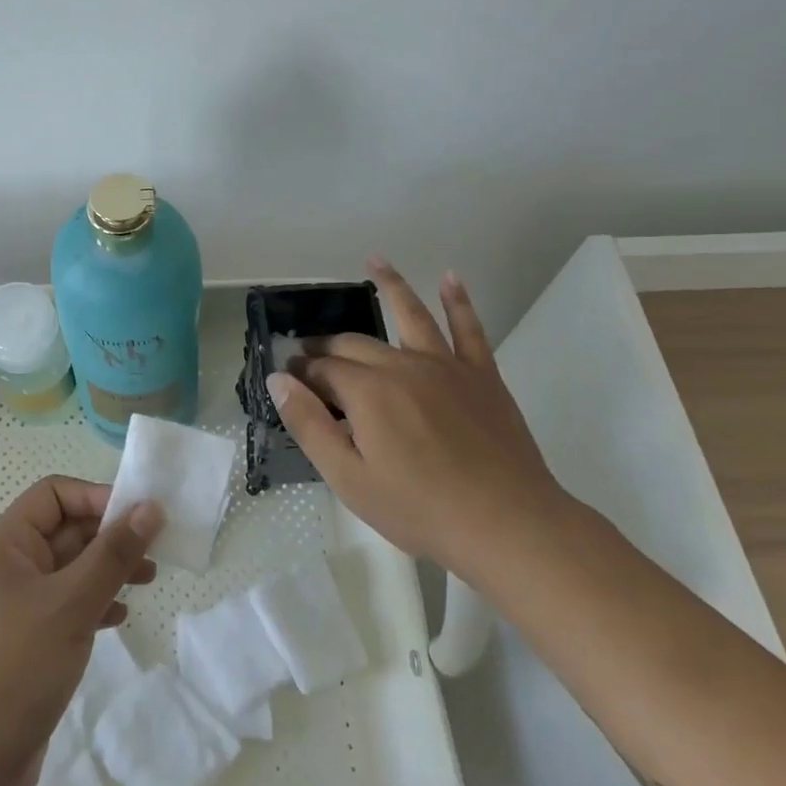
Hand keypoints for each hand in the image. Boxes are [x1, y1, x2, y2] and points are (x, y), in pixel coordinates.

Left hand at [0, 476, 162, 785]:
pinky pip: (66, 609)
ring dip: (108, 570)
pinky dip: (95, 605)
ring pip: (70, 571)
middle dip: (110, 535)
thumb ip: (113, 554)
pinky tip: (120, 617)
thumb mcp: (70, 604)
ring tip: (149, 580)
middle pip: (65, 531)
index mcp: (7, 544)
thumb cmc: (13, 669)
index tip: (141, 516)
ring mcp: (16, 610)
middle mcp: (9, 569)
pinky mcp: (26, 647)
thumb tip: (150, 507)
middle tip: (156, 550)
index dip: (97, 497)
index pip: (54, 494)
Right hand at [267, 256, 567, 577]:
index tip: (288, 378)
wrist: (507, 525)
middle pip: (356, 344)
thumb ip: (309, 424)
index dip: (301, 372)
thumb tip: (278, 379)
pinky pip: (468, 328)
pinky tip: (450, 277)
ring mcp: (445, 366)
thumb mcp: (348, 478)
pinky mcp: (481, 375)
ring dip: (391, 284)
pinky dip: (458, 301)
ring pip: (411, 314)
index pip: (322, 370)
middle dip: (327, 345)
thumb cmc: (419, 509)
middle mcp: (402, 365)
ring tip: (375, 260)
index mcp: (367, 392)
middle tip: (310, 353)